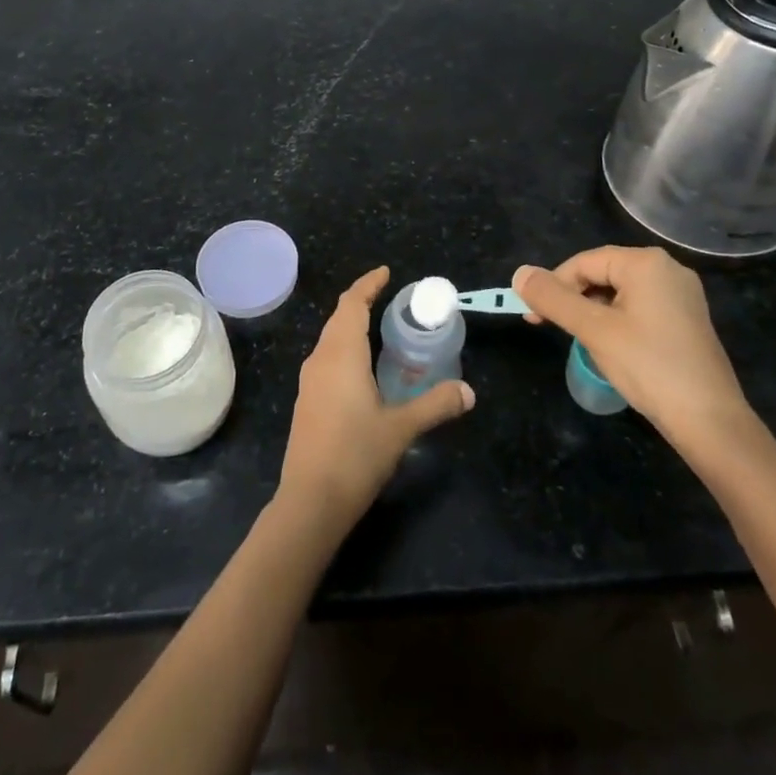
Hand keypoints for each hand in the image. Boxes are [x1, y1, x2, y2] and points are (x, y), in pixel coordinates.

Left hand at [277, 266, 474, 528]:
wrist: (310, 501)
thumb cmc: (356, 455)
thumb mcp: (401, 428)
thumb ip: (435, 405)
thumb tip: (469, 391)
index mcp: (341, 354)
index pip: (351, 304)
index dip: (367, 285)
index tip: (386, 273)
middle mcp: (320, 359)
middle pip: (339, 317)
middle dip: (361, 302)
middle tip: (389, 298)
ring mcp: (309, 381)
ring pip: (330, 339)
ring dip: (351, 326)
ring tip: (380, 329)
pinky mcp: (306, 401)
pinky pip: (327, 359)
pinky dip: (345, 349)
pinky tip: (363, 368)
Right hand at [512, 247, 753, 459]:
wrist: (710, 421)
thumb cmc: (648, 366)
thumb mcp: (593, 330)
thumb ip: (553, 298)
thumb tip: (519, 273)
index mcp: (646, 263)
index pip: (584, 262)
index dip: (553, 286)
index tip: (533, 317)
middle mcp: (667, 269)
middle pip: (602, 273)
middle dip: (572, 298)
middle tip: (551, 328)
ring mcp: (681, 295)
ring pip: (619, 292)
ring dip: (592, 311)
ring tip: (580, 340)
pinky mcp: (687, 319)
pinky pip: (639, 307)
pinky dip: (616, 320)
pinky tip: (610, 346)